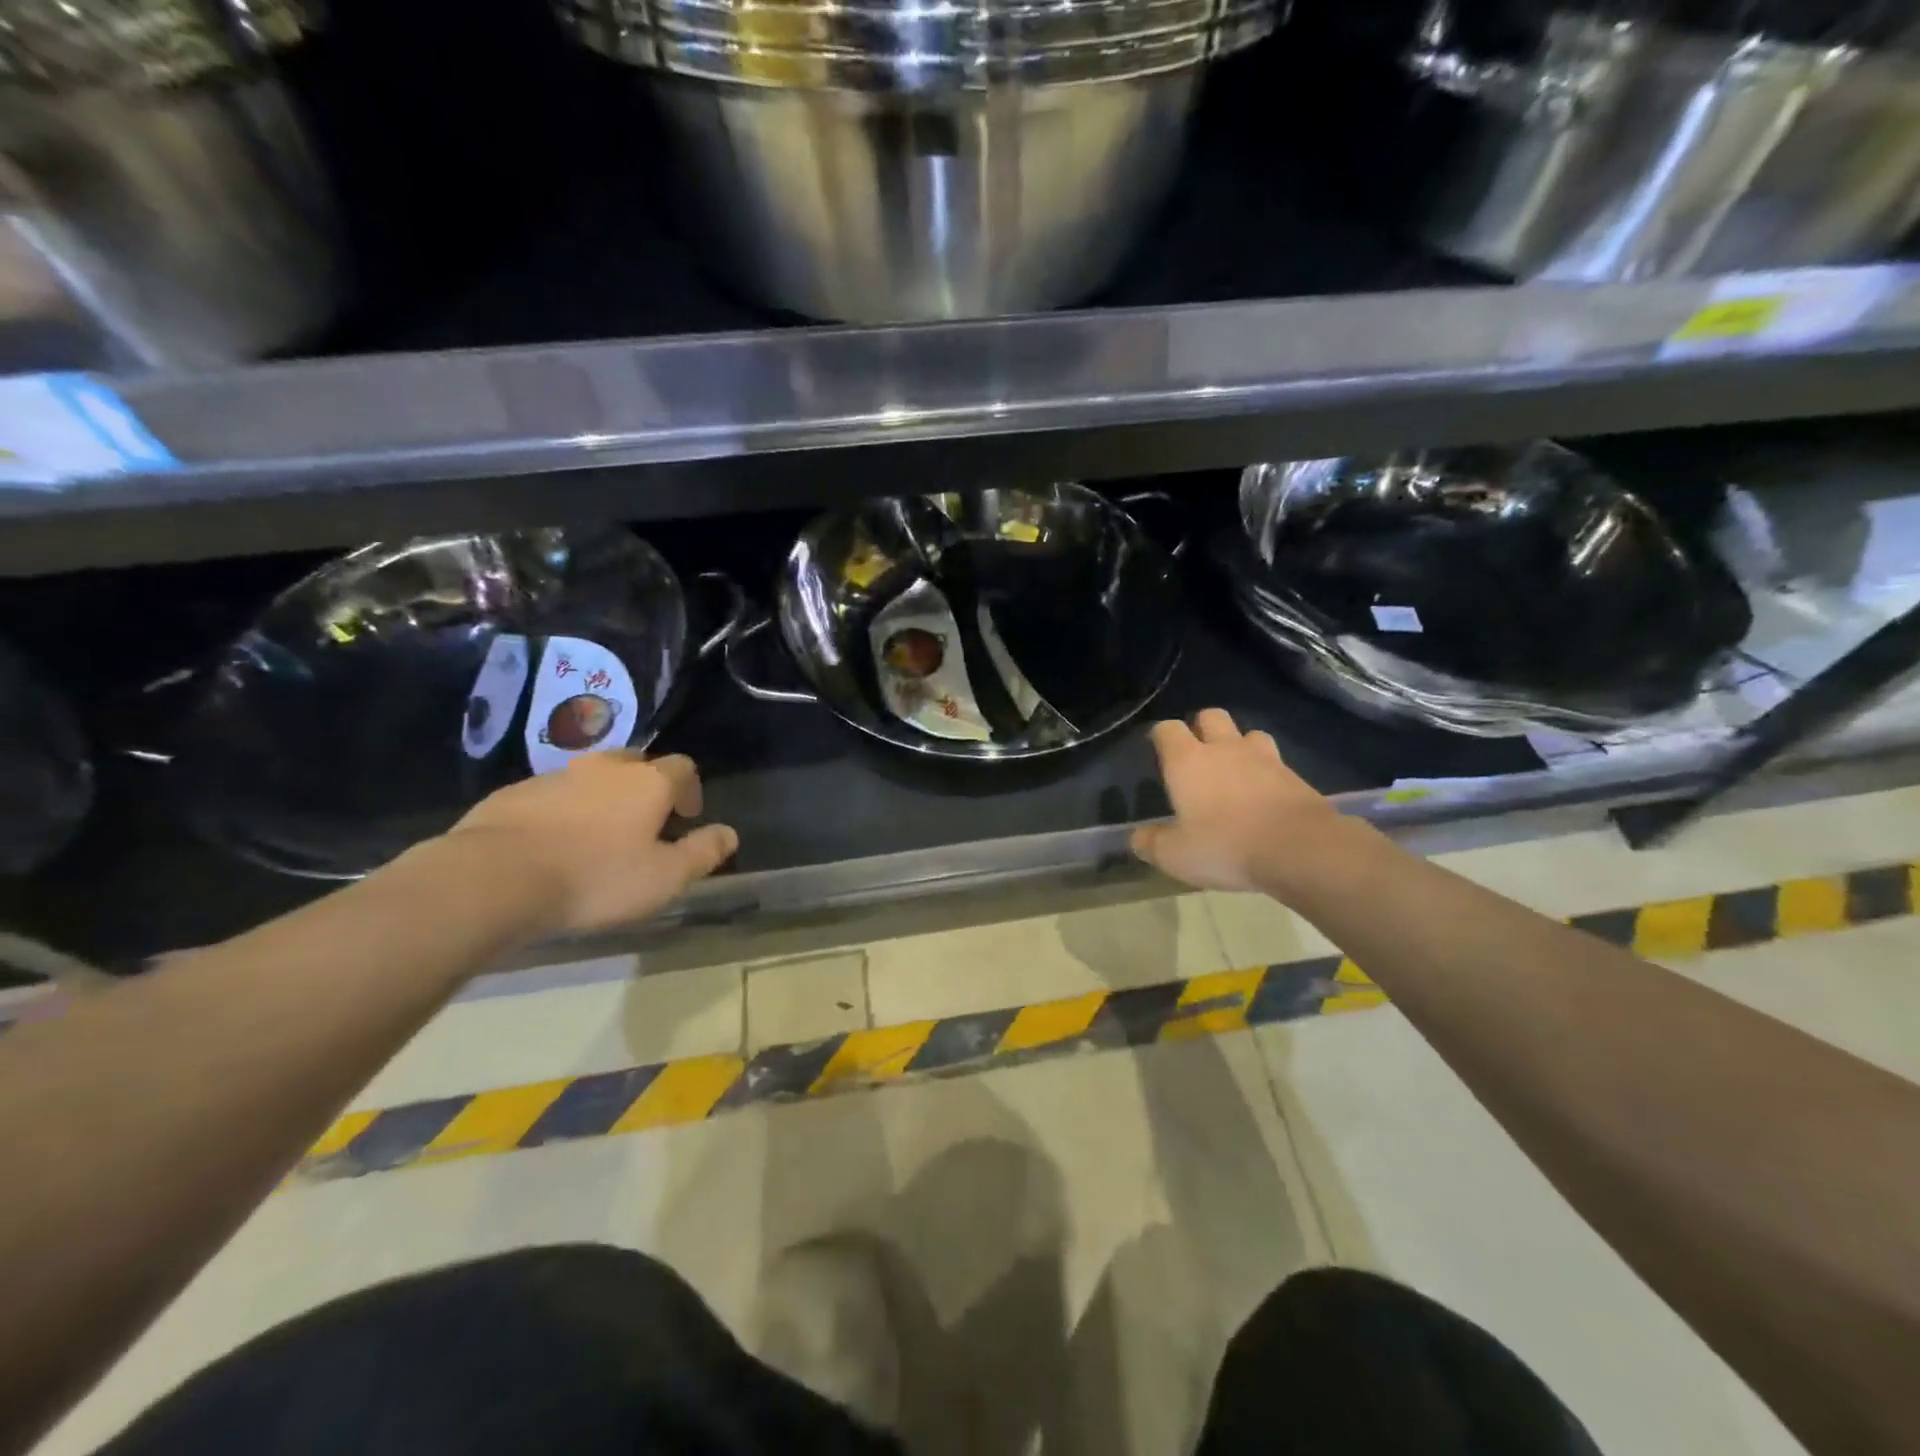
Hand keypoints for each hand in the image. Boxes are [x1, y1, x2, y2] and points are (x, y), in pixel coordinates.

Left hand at [446, 752, 738, 935]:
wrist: (494, 878)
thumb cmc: (595, 878)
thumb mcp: (664, 878)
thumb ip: (702, 853)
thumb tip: (730, 834)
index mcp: (647, 783)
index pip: (683, 768)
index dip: (690, 790)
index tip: (686, 818)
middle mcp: (605, 768)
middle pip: (636, 763)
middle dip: (645, 786)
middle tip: (643, 822)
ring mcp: (555, 776)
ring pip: (590, 778)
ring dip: (601, 798)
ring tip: (595, 838)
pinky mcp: (513, 793)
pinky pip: (550, 795)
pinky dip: (561, 812)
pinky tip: (551, 846)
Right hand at [1131, 709, 1344, 895]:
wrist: (1300, 849)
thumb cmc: (1226, 846)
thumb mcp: (1176, 855)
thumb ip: (1151, 843)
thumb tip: (1136, 837)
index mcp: (1188, 761)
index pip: (1167, 729)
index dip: (1160, 735)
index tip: (1157, 749)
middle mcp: (1224, 749)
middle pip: (1211, 716)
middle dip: (1202, 727)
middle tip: (1198, 754)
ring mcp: (1264, 758)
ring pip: (1248, 733)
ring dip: (1239, 745)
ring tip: (1236, 770)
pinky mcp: (1294, 776)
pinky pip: (1275, 762)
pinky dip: (1267, 772)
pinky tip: (1264, 794)